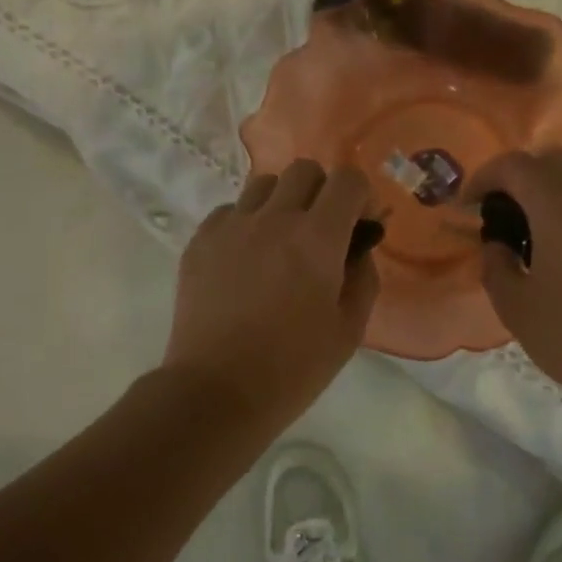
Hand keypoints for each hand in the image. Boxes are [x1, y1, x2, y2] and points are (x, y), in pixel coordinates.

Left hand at [163, 160, 379, 426]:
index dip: (361, 197)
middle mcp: (273, 219)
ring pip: (263, 185)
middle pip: (304, 170)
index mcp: (316, 239)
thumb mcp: (349, 330)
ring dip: (282, 202)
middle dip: (322, 192)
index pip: (347, 180)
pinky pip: (229, 211)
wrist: (217, 391)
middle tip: (322, 232)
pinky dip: (245, 223)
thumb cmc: (293, 368)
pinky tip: (246, 261)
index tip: (360, 226)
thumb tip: (358, 248)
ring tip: (280, 242)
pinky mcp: (199, 242)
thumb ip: (362, 278)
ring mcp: (230, 227)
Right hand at [467, 148, 561, 418]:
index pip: (516, 166)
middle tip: (497, 215)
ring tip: (527, 239)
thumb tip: (497, 245)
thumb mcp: (515, 307)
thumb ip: (496, 265)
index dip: (484, 178)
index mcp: (560, 208)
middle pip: (551, 161)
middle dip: (517, 178)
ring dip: (547, 195)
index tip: (467, 207)